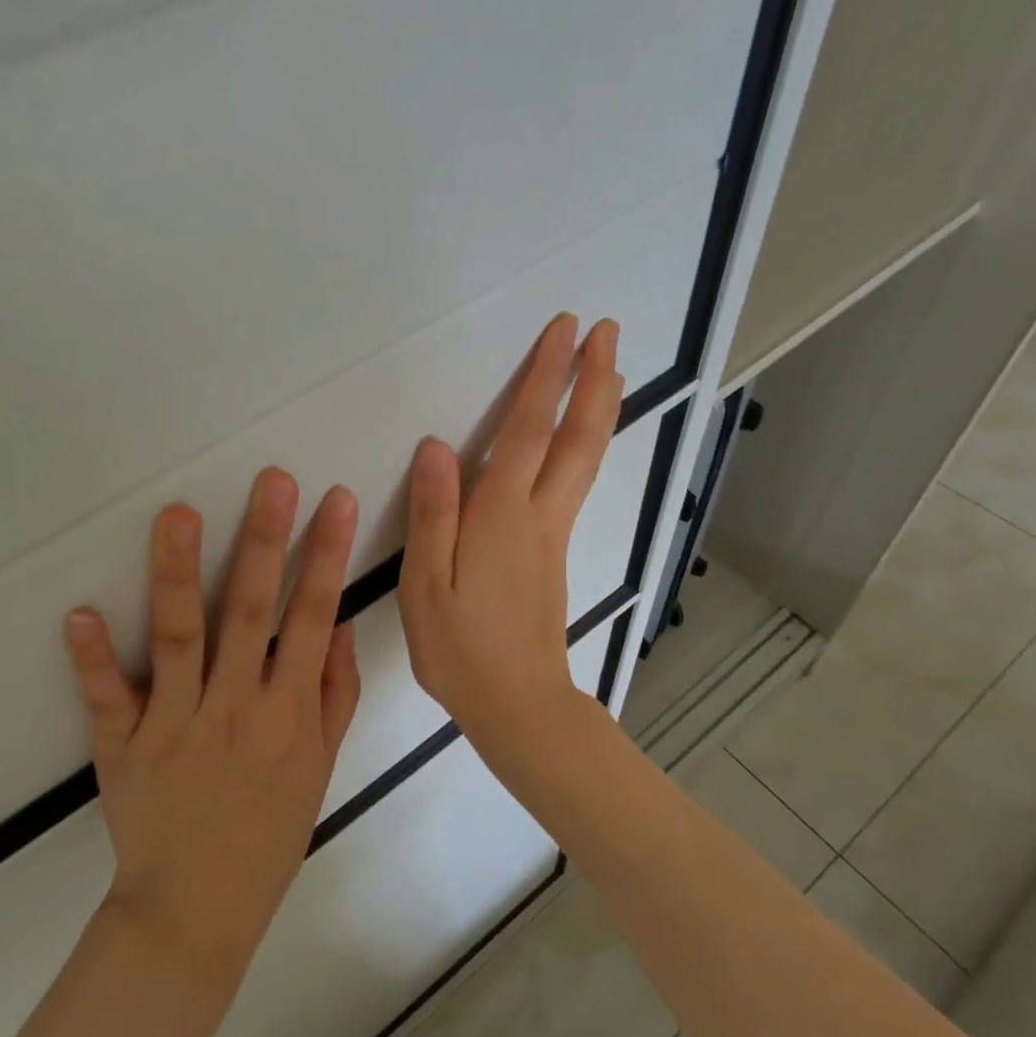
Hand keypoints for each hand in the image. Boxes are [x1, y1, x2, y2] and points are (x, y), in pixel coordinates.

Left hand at [64, 469, 361, 981]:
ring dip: (176, 572)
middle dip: (264, 540)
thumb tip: (340, 624)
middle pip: (249, 612)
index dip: (325, 556)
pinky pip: (107, 698)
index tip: (334, 500)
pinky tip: (80, 613)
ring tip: (177, 513)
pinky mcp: (123, 747)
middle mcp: (234, 708)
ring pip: (179, 637)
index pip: (312, 618)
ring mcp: (174, 725)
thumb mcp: (322, 768)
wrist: (196, 914)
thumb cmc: (269, 833)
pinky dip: (93, 658)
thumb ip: (335, 694)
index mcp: (287, 713)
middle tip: (271, 479)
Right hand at [397, 313, 623, 751]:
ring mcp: (554, 532)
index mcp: (501, 517)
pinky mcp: (556, 550)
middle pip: (577, 437)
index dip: (547, 377)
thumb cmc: (461, 649)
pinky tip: (583, 434)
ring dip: (599, 406)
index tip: (566, 330)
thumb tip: (436, 446)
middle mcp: (538, 514)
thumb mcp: (425, 586)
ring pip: (586, 457)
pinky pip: (578, 479)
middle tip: (606, 331)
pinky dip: (587, 441)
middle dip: (592, 379)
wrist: (518, 706)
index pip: (528, 431)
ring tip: (609, 366)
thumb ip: (432, 514)